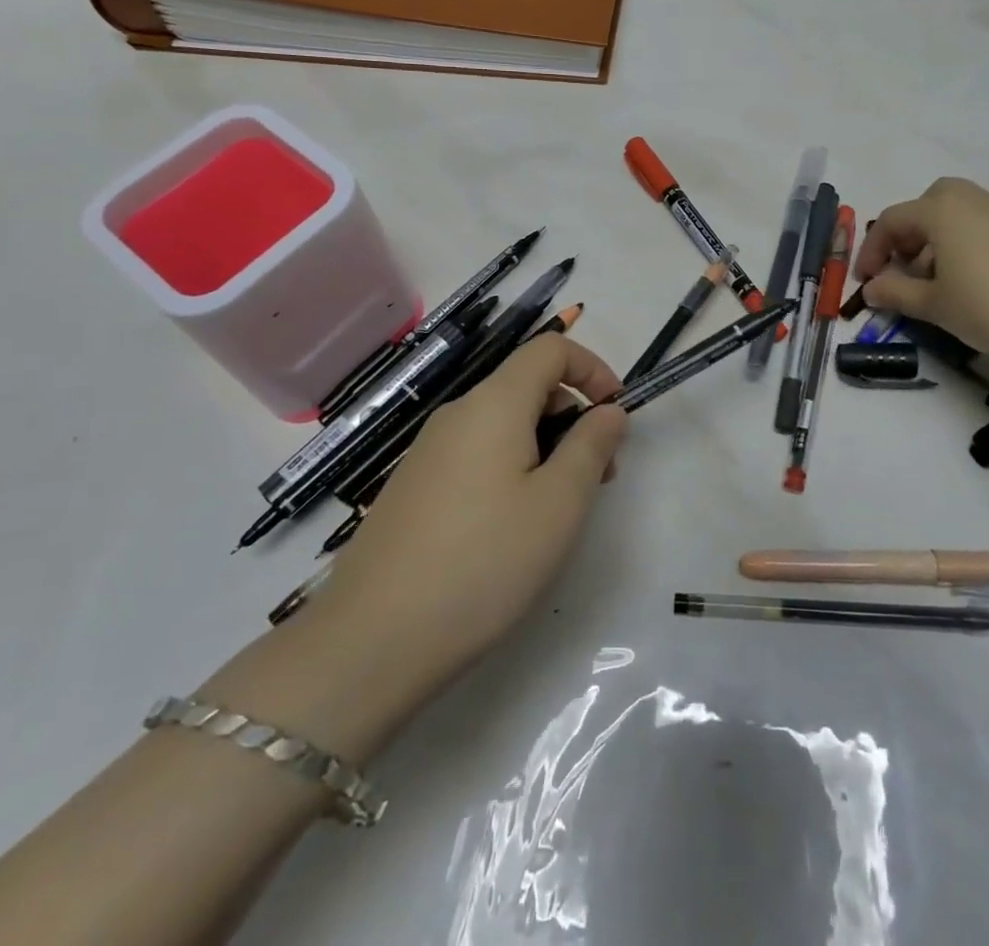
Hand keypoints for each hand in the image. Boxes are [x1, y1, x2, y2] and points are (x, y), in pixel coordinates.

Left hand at [295, 336, 627, 742]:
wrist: (372, 640)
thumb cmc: (484, 562)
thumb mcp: (559, 504)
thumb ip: (591, 445)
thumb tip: (608, 410)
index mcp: (494, 403)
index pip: (550, 348)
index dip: (592, 368)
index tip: (616, 415)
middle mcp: (458, 413)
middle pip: (527, 384)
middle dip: (573, 414)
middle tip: (598, 475)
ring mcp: (429, 450)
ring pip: (503, 423)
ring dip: (545, 445)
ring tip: (560, 508)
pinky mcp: (414, 486)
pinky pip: (476, 453)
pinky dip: (511, 466)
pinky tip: (512, 527)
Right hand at [853, 177, 988, 373]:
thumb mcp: (935, 304)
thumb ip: (896, 292)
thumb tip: (871, 289)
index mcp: (941, 210)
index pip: (892, 221)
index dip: (872, 251)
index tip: (866, 283)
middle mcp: (973, 200)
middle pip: (928, 205)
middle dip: (909, 235)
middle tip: (905, 269)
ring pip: (959, 216)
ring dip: (938, 242)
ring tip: (940, 285)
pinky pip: (986, 229)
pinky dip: (968, 247)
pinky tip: (977, 285)